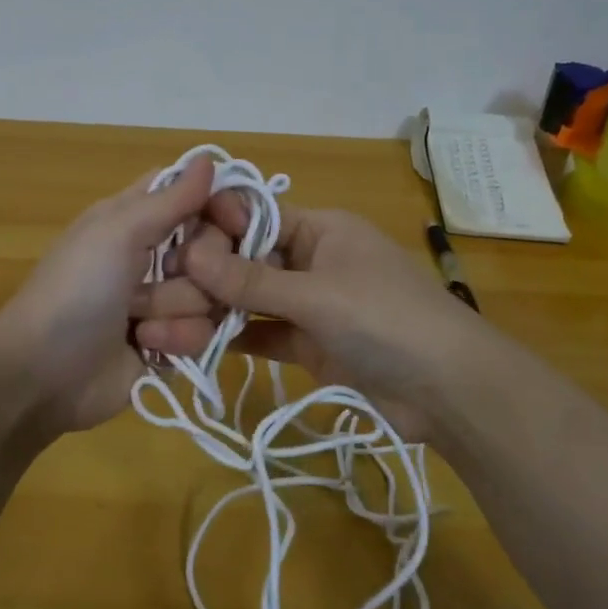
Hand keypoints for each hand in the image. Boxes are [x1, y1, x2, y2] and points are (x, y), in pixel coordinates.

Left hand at [0, 158, 223, 436]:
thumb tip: (207, 158)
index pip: (193, 195)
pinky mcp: (170, 344)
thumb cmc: (76, 290)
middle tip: (170, 273)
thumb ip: (170, 198)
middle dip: (197, 266)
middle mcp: (153, 255)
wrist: (43, 375)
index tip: (234, 220)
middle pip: (214, 246)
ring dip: (178, 309)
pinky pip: (205, 334)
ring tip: (140, 322)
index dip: (219, 203)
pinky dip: (177, 341)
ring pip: (213, 294)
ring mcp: (163, 302)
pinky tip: (147, 348)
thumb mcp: (117, 232)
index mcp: (135, 218)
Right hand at [137, 195, 489, 434]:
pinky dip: (235, 338)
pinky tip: (194, 344)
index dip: (214, 228)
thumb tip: (189, 255)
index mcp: (321, 229)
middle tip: (157, 289)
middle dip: (207, 274)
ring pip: (253, 300)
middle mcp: (313, 260)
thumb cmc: (386, 319)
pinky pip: (264, 333)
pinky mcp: (311, 344)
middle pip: (249, 260)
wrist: (450, 391)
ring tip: (164, 320)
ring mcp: (312, 304)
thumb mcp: (316, 295)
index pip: (256, 217)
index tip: (169, 244)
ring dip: (215, 310)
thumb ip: (251, 281)